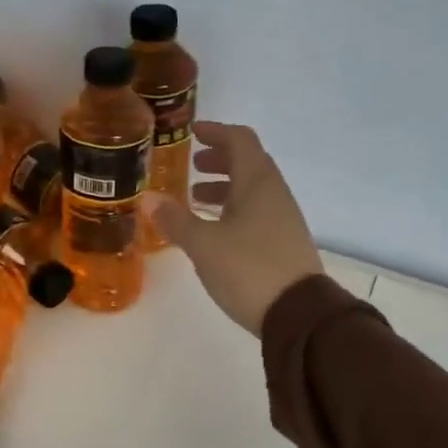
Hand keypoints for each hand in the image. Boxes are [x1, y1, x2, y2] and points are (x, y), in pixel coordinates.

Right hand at [147, 121, 323, 335]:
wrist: (299, 315)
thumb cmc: (249, 269)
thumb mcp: (204, 245)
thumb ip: (175, 220)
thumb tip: (148, 198)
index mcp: (258, 183)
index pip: (240, 140)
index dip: (216, 132)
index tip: (192, 132)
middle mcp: (274, 194)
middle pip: (248, 163)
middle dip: (219, 160)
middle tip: (191, 166)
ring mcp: (283, 219)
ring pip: (252, 190)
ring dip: (225, 187)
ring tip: (196, 199)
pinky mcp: (284, 243)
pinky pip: (256, 212)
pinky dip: (233, 209)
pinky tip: (215, 230)